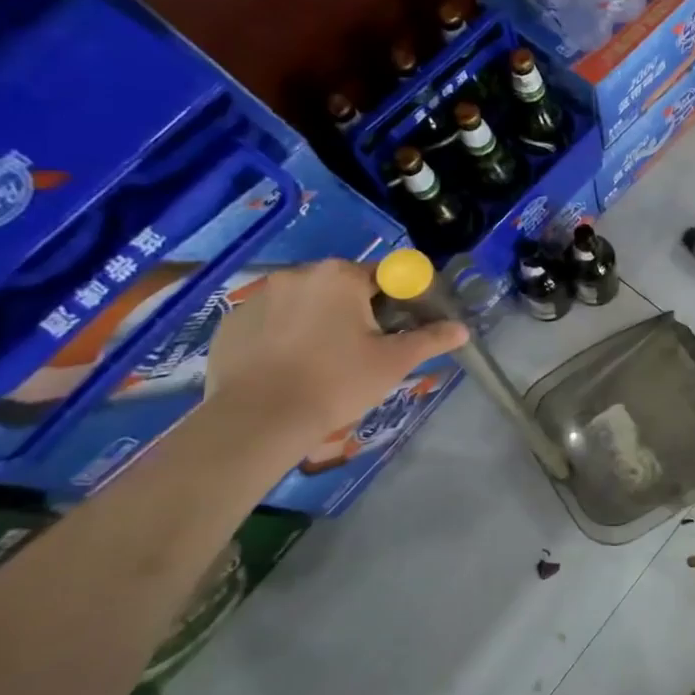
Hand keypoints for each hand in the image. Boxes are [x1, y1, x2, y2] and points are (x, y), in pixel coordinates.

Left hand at [204, 259, 467, 442]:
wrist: (259, 420)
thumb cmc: (337, 382)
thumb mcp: (394, 362)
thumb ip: (431, 339)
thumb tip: (462, 329)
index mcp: (341, 276)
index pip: (385, 274)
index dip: (400, 298)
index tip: (400, 327)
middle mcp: (298, 274)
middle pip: (342, 286)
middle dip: (357, 309)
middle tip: (365, 348)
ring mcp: (258, 296)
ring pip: (305, 301)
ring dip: (319, 319)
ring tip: (323, 360)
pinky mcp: (231, 322)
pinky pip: (271, 320)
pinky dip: (284, 334)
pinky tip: (289, 366)